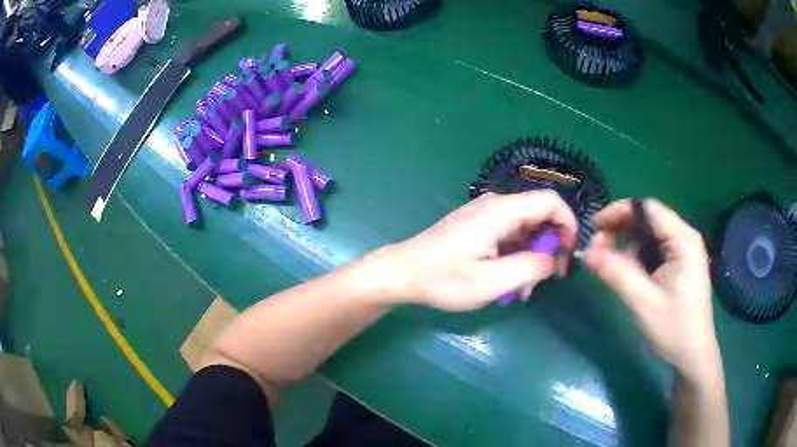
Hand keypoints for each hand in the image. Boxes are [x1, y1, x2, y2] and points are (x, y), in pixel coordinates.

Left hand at [375, 191, 577, 310]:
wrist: (402, 273)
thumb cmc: (442, 279)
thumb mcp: (490, 282)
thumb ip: (529, 268)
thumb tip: (552, 258)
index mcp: (501, 211)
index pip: (551, 202)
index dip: (568, 225)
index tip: (568, 255)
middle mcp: (497, 206)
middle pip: (541, 216)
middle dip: (551, 247)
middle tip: (549, 279)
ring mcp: (487, 216)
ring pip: (527, 230)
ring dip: (533, 258)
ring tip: (524, 289)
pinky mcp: (480, 227)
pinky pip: (511, 237)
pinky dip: (518, 257)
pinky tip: (511, 283)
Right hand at [583, 199, 720, 381]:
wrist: (692, 357)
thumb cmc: (674, 329)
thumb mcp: (643, 302)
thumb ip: (616, 273)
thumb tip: (585, 252)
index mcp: (683, 240)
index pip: (647, 208)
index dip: (618, 212)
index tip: (593, 228)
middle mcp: (684, 238)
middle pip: (647, 219)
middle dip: (620, 231)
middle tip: (597, 252)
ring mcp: (682, 251)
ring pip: (647, 236)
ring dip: (626, 247)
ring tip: (612, 269)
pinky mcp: (678, 265)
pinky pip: (652, 251)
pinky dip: (636, 258)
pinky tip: (628, 276)